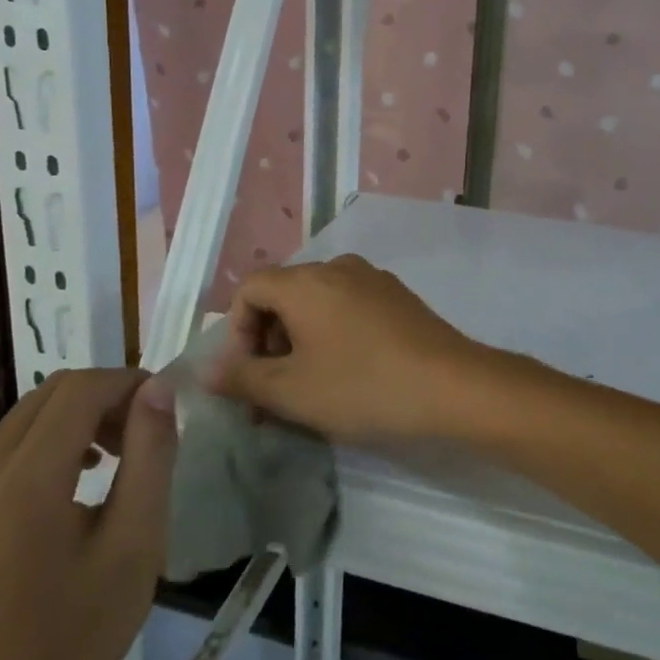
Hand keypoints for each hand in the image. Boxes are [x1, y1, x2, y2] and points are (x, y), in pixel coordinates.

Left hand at [0, 368, 176, 659]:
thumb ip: (151, 454)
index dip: (127, 383)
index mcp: (22, 486)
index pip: (77, 391)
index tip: (165, 405)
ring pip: (28, 417)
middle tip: (144, 431)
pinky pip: (9, 449)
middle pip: (49, 394)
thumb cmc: (81, 633)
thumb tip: (158, 389)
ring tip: (116, 458)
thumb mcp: (137, 541)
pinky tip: (79, 483)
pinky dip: (51, 442)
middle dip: (104, 396)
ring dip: (78, 417)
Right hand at [210, 255, 483, 442]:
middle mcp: (337, 267)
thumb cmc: (362, 386)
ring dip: (299, 343)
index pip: (250, 290)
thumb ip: (242, 378)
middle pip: (283, 295)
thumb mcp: (292, 391)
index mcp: (305, 281)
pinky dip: (332, 335)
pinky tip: (347, 374)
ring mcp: (372, 279)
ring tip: (308, 390)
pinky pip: (348, 308)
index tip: (246, 377)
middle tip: (272, 393)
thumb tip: (207, 370)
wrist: (452, 386)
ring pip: (317, 304)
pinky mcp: (397, 296)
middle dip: (267, 342)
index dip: (236, 332)